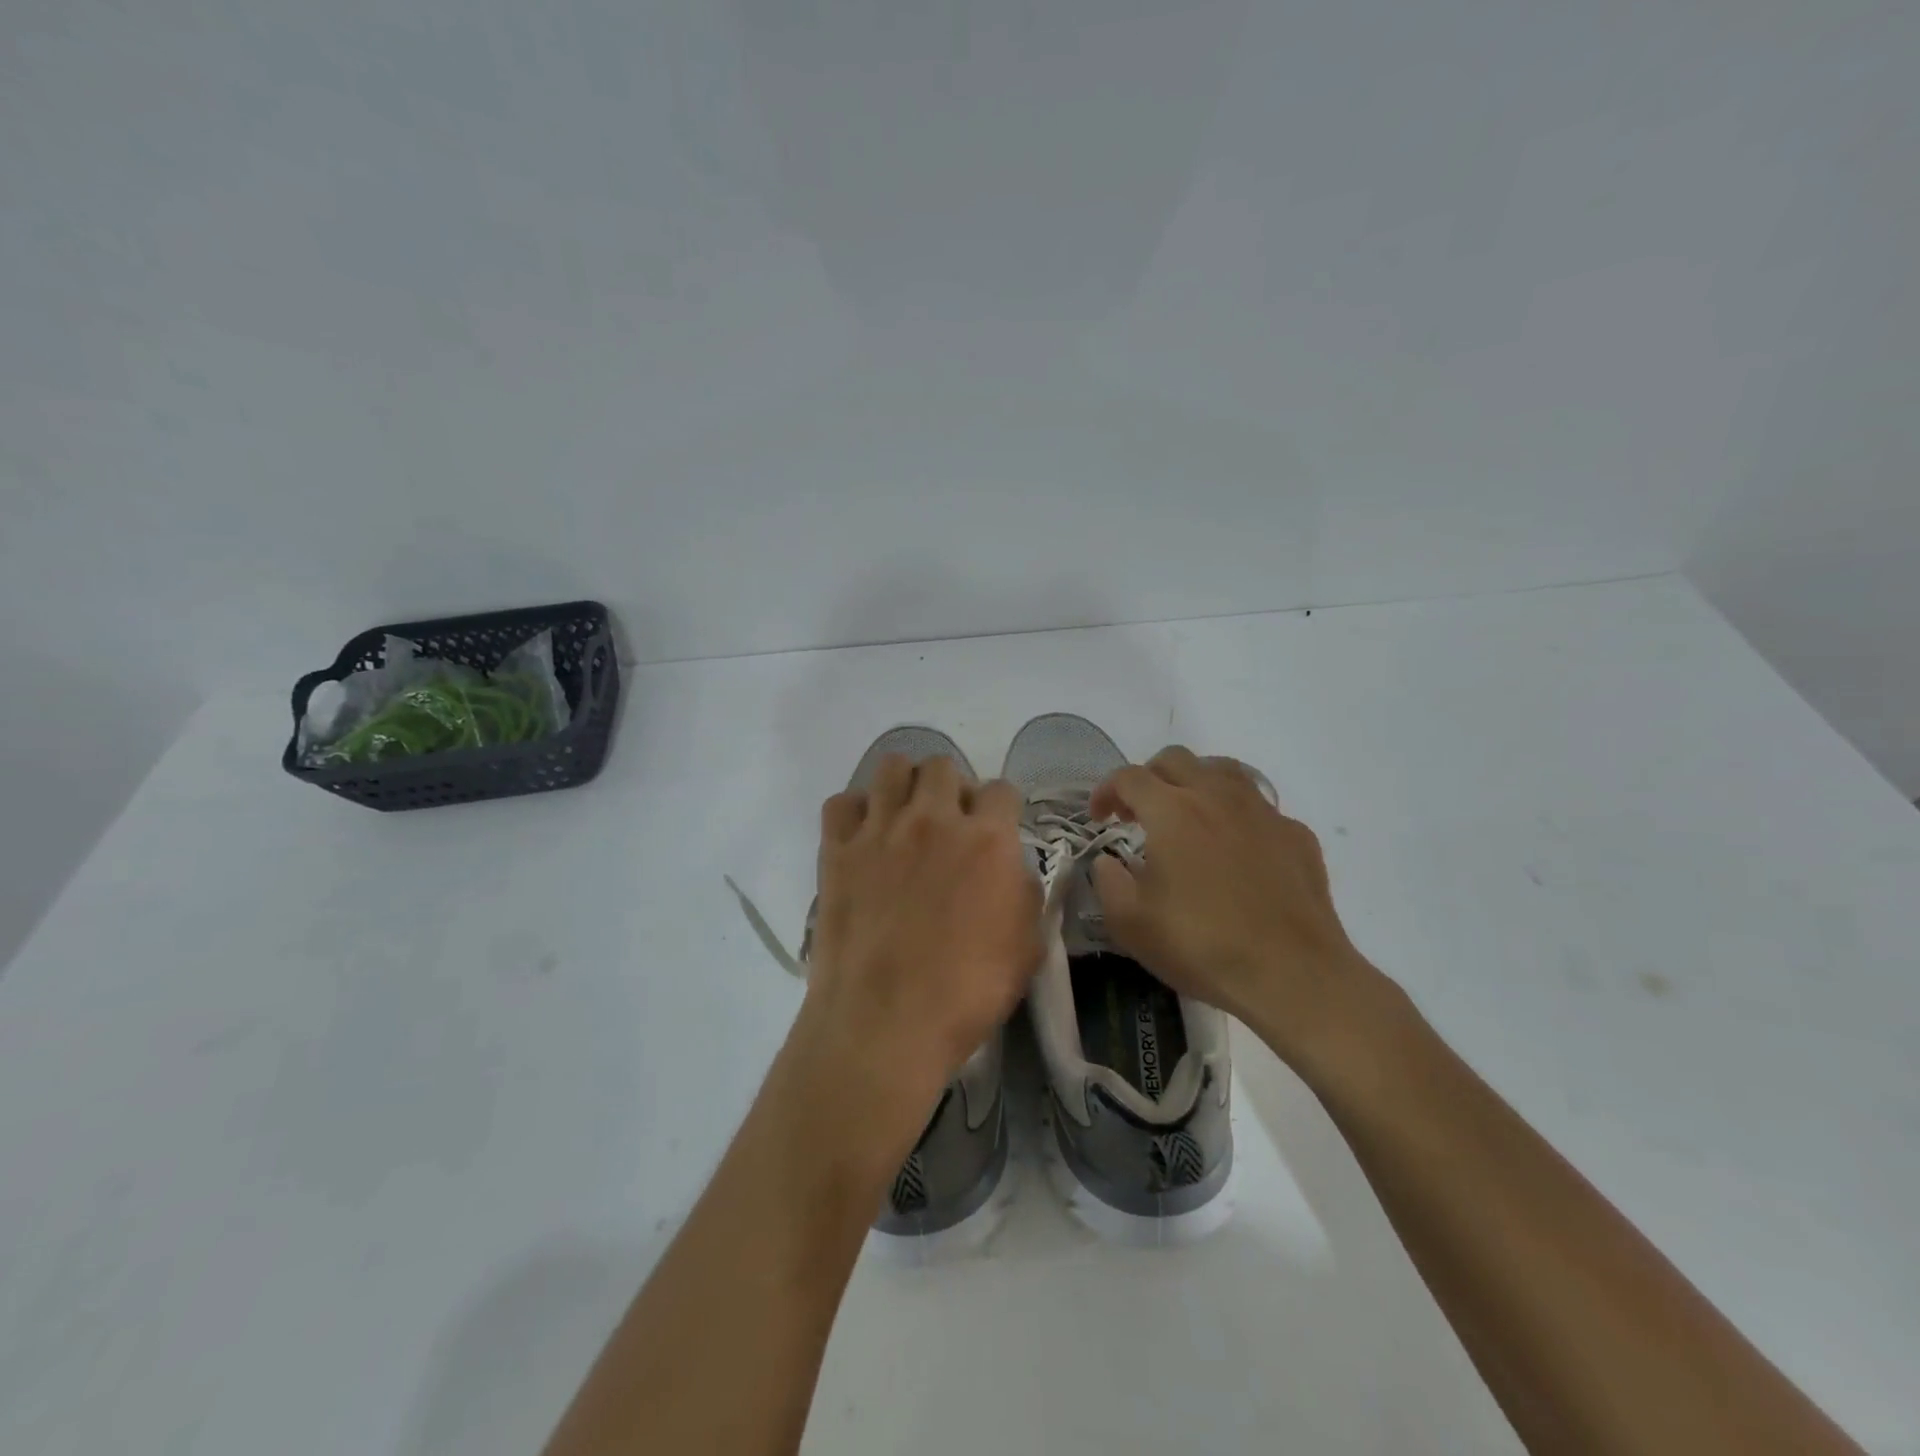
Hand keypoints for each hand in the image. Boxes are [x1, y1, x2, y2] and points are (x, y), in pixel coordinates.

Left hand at [798, 754, 1041, 1148]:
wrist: (885, 1023)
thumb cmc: (966, 992)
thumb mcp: (1027, 946)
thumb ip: (1025, 892)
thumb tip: (1009, 868)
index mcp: (986, 839)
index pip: (1002, 790)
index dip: (1002, 809)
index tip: (996, 831)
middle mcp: (933, 819)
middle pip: (943, 766)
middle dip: (953, 787)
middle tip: (949, 823)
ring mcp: (880, 830)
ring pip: (892, 767)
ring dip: (905, 784)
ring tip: (906, 816)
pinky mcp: (838, 849)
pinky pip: (842, 802)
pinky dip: (855, 811)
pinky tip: (864, 836)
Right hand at [1089, 746, 1401, 1077]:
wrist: (1292, 974)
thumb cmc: (1201, 946)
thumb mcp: (1130, 924)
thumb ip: (1108, 882)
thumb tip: (1107, 862)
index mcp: (1171, 811)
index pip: (1129, 777)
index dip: (1106, 791)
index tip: (1100, 817)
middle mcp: (1216, 796)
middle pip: (1175, 759)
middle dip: (1148, 777)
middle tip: (1139, 813)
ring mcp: (1262, 811)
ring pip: (1222, 770)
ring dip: (1194, 783)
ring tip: (1187, 816)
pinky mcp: (1295, 834)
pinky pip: (1258, 807)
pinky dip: (1236, 815)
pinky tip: (1236, 849)